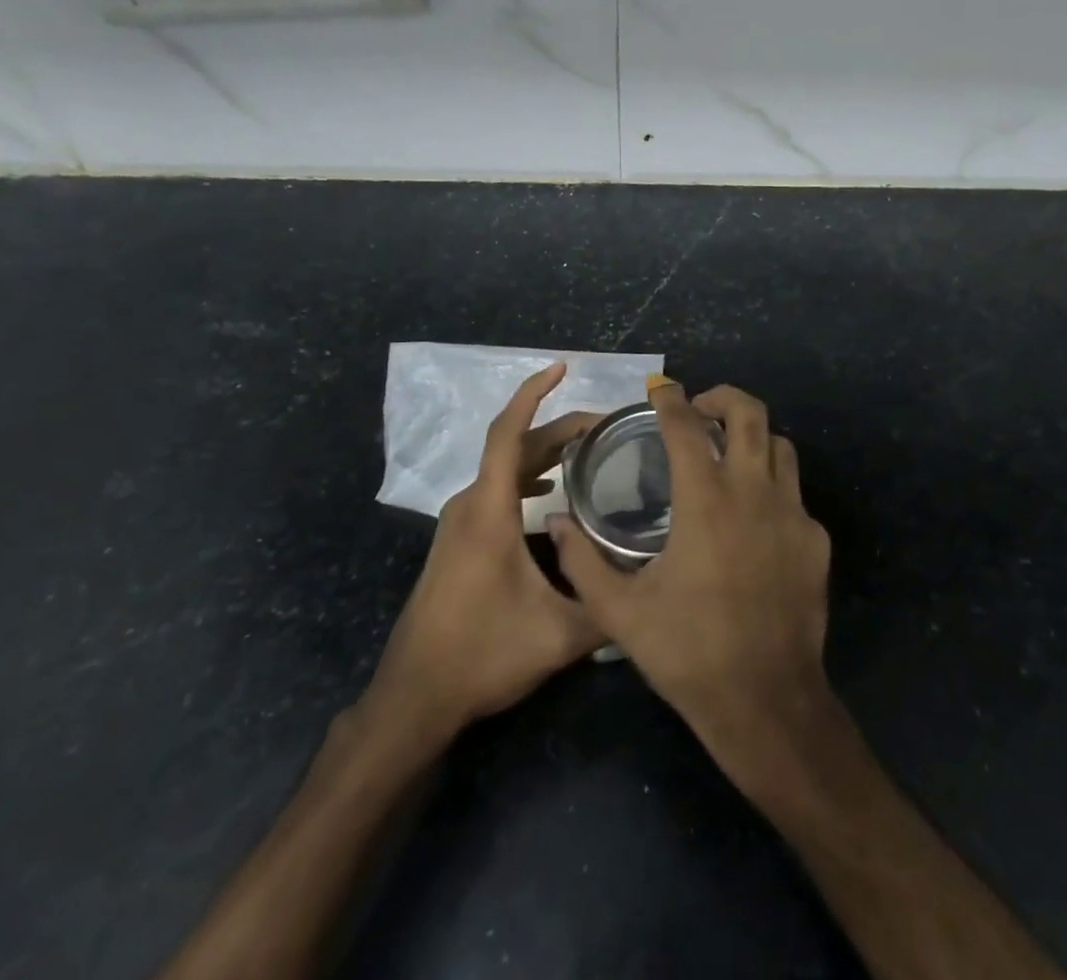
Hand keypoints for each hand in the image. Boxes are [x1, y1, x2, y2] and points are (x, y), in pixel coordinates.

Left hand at [357, 364, 605, 752]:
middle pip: (514, 447)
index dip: (534, 393)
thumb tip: (652, 589)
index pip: (508, 433)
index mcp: (489, 512)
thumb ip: (609, 609)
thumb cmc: (482, 655)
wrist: (414, 698)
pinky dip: (526, 476)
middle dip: (559, 427)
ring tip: (587, 451)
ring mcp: (459, 525)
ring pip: (504, 469)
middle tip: (606, 426)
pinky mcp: (457, 543)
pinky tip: (551, 493)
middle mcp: (470, 507)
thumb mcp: (558, 636)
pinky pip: (495, 490)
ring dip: (544, 452)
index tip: (562, 368)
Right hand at [550, 382, 833, 787]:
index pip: (686, 426)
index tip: (660, 389)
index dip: (671, 399)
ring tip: (728, 454)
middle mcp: (754, 491)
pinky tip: (753, 520)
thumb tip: (554, 522)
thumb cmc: (688, 652)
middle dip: (723, 398)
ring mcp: (793, 513)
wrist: (766, 700)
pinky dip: (772, 488)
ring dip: (753, 437)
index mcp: (706, 499)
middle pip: (750, 412)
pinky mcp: (815, 539)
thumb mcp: (619, 611)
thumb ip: (581, 561)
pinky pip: (795, 494)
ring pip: (780, 447)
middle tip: (700, 410)